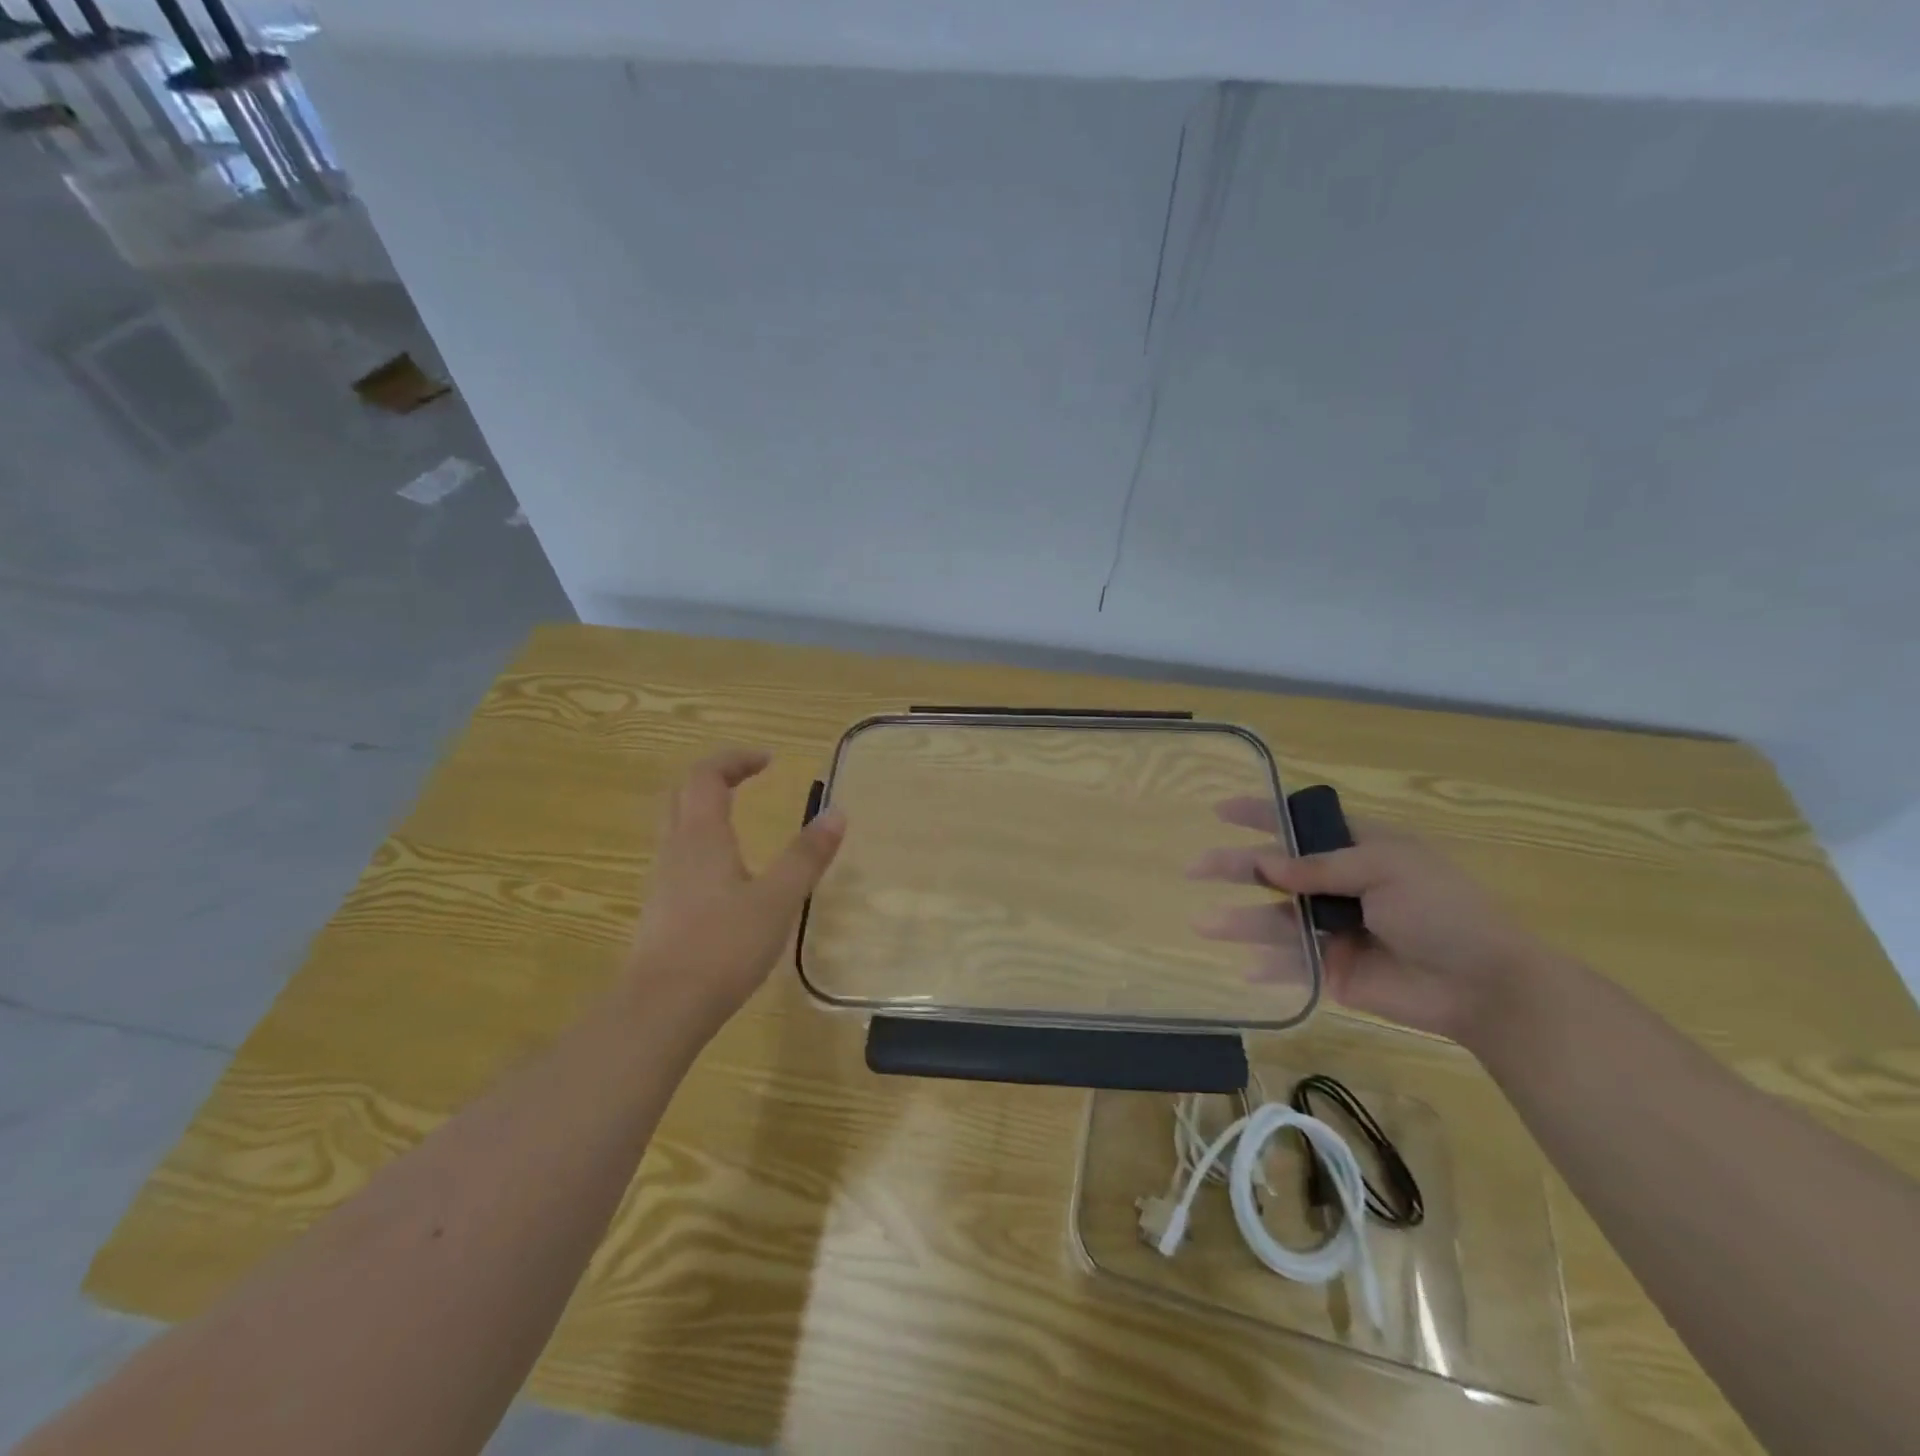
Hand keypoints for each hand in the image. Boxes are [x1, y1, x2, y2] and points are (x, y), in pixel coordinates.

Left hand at [625, 747, 845, 1025]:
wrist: (661, 1009)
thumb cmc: (723, 946)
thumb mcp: (778, 899)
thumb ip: (807, 856)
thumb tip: (836, 812)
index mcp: (701, 836)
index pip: (707, 776)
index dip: (735, 759)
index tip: (769, 760)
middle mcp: (675, 849)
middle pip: (682, 794)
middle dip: (715, 777)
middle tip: (748, 778)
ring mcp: (662, 880)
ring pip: (676, 826)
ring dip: (705, 808)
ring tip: (740, 818)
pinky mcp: (660, 909)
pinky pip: (679, 857)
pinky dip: (702, 842)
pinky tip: (726, 873)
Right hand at [1190, 800, 1546, 1048]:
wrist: (1486, 987)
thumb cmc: (1443, 911)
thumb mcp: (1387, 869)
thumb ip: (1322, 867)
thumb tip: (1266, 865)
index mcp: (1359, 850)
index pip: (1301, 824)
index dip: (1261, 814)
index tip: (1220, 810)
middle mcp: (1340, 885)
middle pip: (1277, 871)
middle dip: (1236, 867)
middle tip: (1196, 868)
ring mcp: (1335, 928)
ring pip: (1277, 919)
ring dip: (1241, 921)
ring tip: (1205, 925)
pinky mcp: (1335, 970)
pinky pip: (1293, 965)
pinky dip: (1270, 967)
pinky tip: (1246, 969)